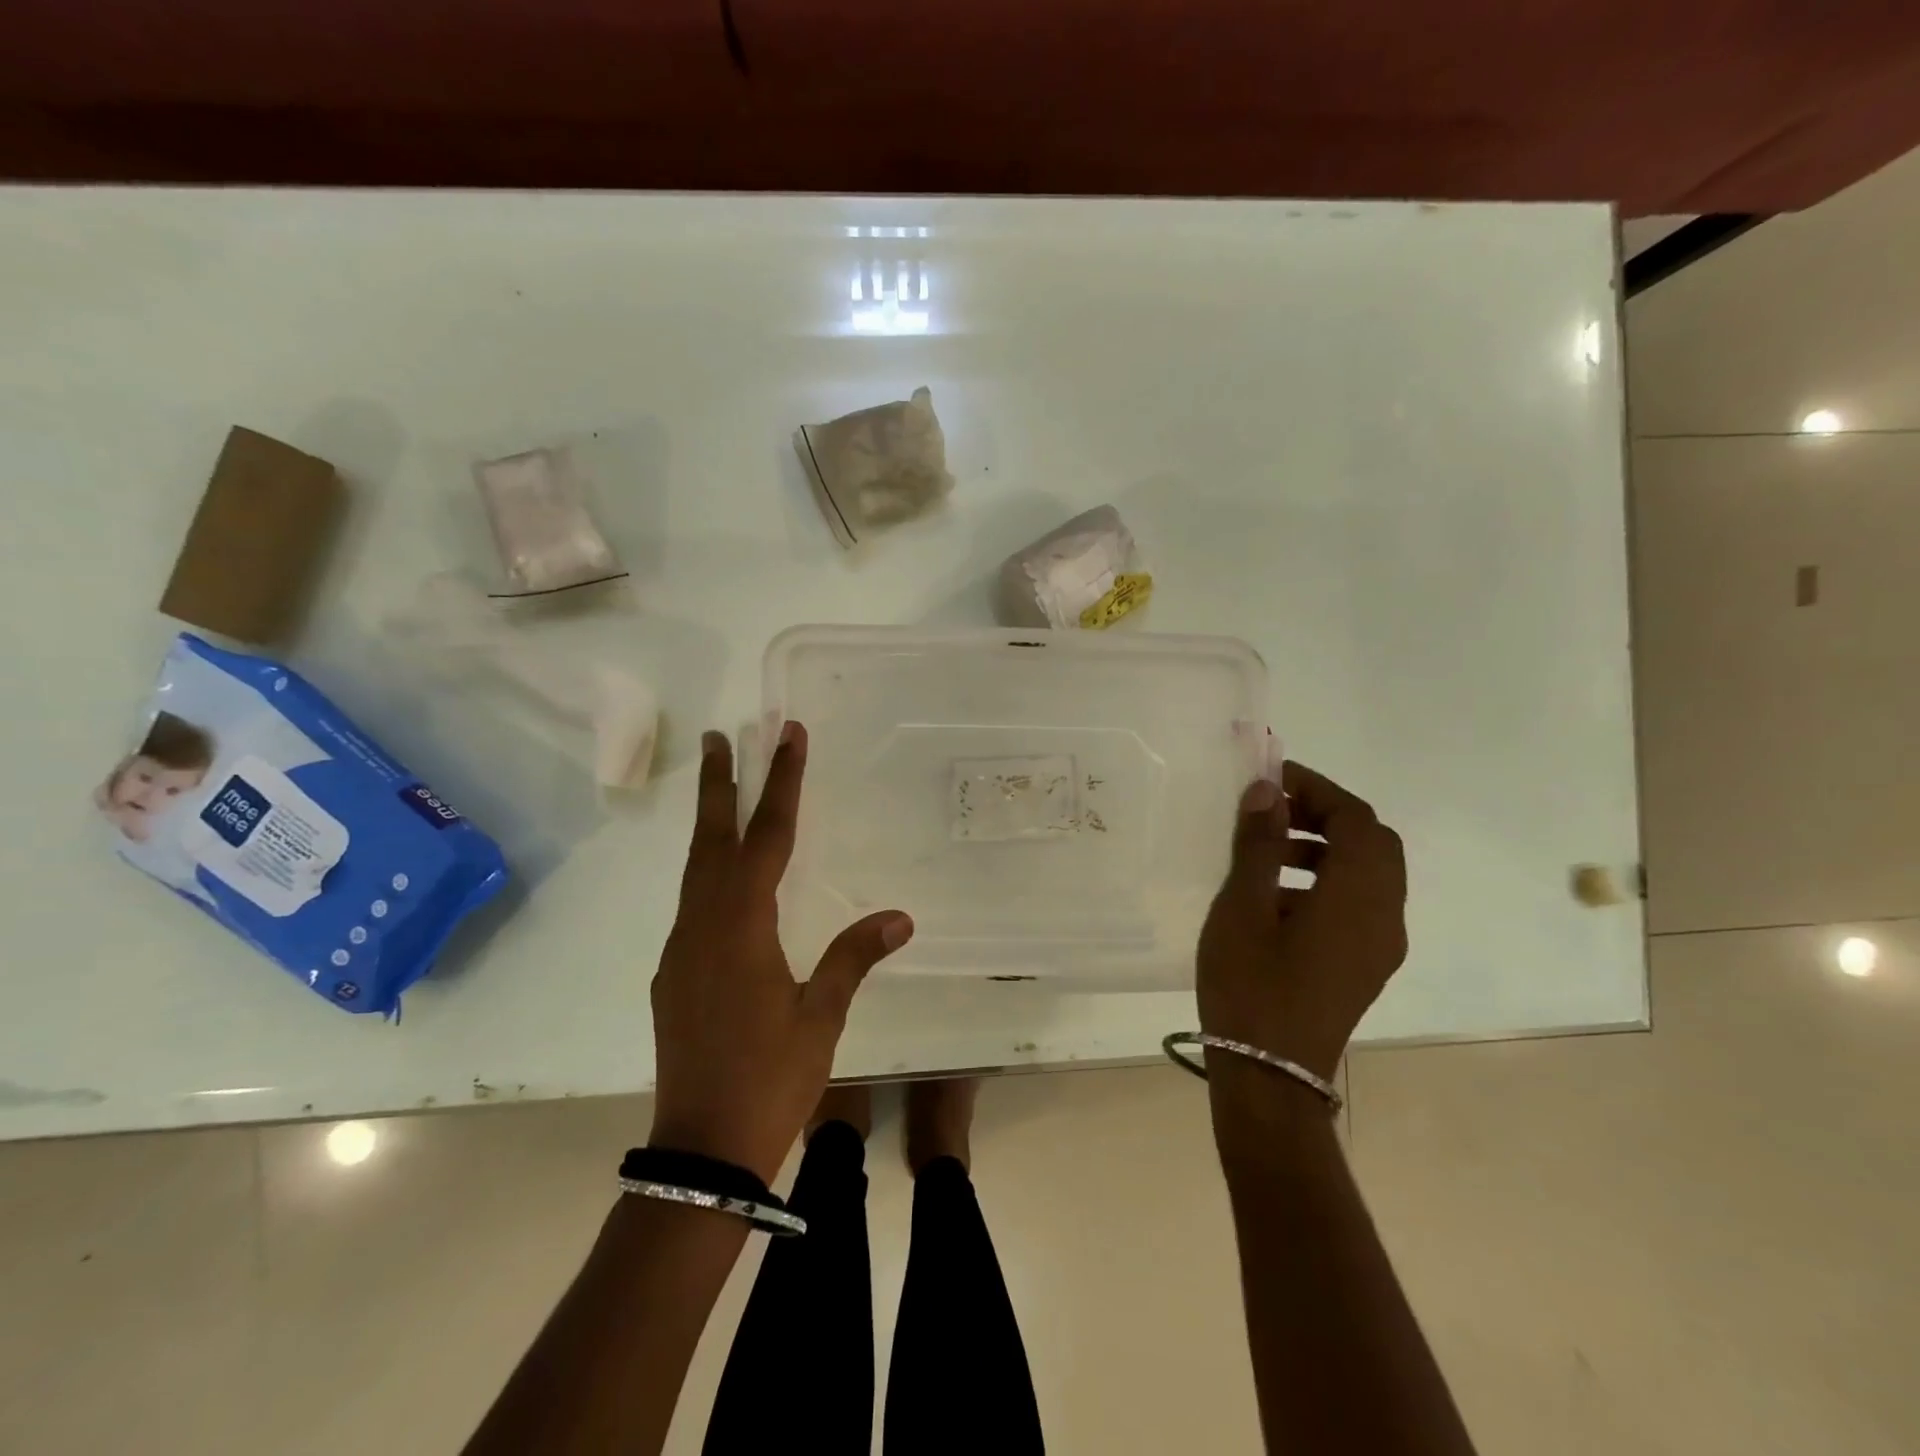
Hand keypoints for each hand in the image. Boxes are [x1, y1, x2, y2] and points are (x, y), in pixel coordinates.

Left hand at [648, 724, 912, 1182]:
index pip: (767, 837)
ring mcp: (680, 950)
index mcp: (741, 927)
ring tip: (718, 788)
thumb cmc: (770, 1078)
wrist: (701, 1148)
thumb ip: (853, 957)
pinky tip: (722, 879)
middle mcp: (702, 926)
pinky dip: (707, 872)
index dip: (780, 783)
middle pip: (711, 839)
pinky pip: (692, 904)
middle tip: (718, 736)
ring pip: (695, 870)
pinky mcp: (672, 974)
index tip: (785, 737)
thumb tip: (901, 917)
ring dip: (708, 824)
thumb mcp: (821, 1016)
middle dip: (717, 784)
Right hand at [1197, 761, 1406, 1105]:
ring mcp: (1378, 944)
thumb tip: (1268, 791)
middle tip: (1271, 808)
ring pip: (1367, 872)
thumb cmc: (1250, 986)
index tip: (1272, 777)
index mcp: (1358, 898)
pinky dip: (1327, 877)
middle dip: (1324, 814)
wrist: (1269, 1075)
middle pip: (1371, 843)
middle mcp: (1384, 916)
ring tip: (1266, 849)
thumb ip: (1259, 845)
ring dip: (1325, 845)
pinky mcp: (1364, 963)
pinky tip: (1277, 894)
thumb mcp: (1242, 908)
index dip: (1317, 789)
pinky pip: (1358, 901)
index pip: (1356, 819)